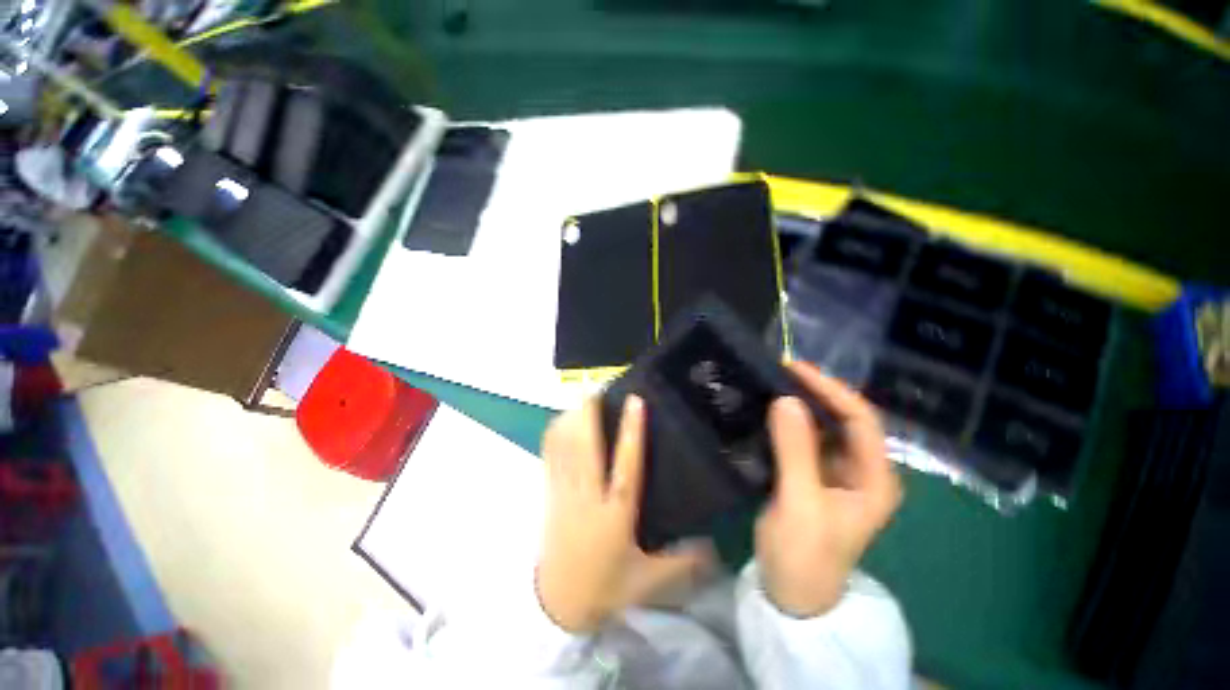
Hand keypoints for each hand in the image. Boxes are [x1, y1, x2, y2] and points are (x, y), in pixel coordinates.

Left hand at [537, 397, 711, 632]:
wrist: (557, 604)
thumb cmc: (604, 586)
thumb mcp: (648, 581)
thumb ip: (684, 564)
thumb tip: (715, 547)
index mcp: (616, 513)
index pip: (626, 465)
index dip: (631, 432)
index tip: (635, 401)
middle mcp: (589, 496)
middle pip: (585, 446)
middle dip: (589, 413)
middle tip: (598, 386)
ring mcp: (565, 493)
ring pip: (565, 448)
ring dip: (572, 419)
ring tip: (583, 396)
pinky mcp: (551, 494)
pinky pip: (550, 457)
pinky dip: (555, 435)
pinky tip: (560, 420)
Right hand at [756, 362, 901, 617]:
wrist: (791, 593)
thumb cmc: (804, 555)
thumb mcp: (801, 503)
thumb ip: (795, 451)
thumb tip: (785, 399)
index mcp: (875, 479)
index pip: (861, 420)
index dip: (832, 390)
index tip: (796, 369)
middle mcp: (862, 470)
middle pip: (844, 418)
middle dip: (816, 392)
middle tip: (780, 371)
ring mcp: (837, 472)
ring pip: (824, 426)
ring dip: (801, 404)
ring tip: (773, 382)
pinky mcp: (814, 474)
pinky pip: (805, 438)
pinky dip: (789, 421)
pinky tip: (771, 409)